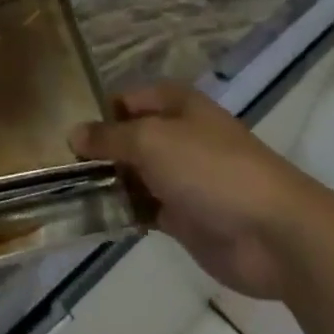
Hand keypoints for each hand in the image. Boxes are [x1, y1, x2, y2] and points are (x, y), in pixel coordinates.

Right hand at [71, 82, 318, 299]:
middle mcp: (178, 135)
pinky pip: (146, 208)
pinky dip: (125, 211)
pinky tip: (98, 216)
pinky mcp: (186, 217)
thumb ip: (109, 138)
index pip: (125, 100)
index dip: (97, 113)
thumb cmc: (210, 169)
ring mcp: (183, 177)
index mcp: (175, 104)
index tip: (65, 133)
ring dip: (109, 183)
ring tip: (69, 193)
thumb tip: (74, 134)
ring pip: (135, 174)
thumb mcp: (150, 140)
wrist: (274, 233)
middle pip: (128, 138)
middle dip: (99, 151)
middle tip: (59, 167)